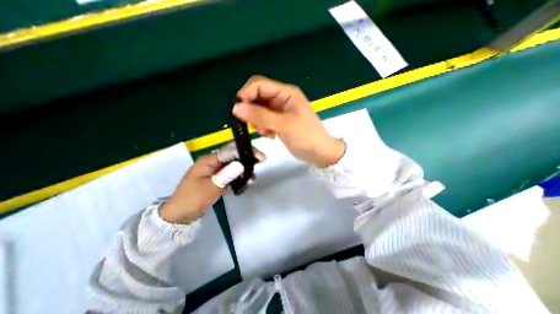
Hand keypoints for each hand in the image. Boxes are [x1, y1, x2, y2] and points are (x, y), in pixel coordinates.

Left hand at [159, 143, 264, 224]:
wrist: (180, 214)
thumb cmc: (193, 199)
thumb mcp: (210, 187)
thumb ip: (226, 175)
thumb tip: (241, 164)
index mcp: (209, 160)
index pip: (231, 151)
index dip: (246, 152)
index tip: (260, 157)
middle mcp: (213, 162)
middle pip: (234, 155)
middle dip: (247, 158)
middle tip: (261, 163)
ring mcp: (216, 170)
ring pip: (234, 165)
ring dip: (244, 169)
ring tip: (253, 177)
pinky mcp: (218, 178)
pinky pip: (231, 174)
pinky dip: (239, 177)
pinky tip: (246, 182)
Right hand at [233, 75, 345, 168]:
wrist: (318, 152)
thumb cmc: (306, 136)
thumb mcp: (283, 125)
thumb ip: (260, 116)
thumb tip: (236, 107)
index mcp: (286, 93)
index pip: (259, 84)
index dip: (246, 94)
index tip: (238, 110)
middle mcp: (281, 99)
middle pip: (257, 97)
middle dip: (251, 110)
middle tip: (254, 125)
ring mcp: (279, 111)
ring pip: (258, 110)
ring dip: (257, 121)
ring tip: (266, 133)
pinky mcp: (278, 121)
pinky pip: (263, 120)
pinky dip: (263, 127)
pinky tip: (270, 136)